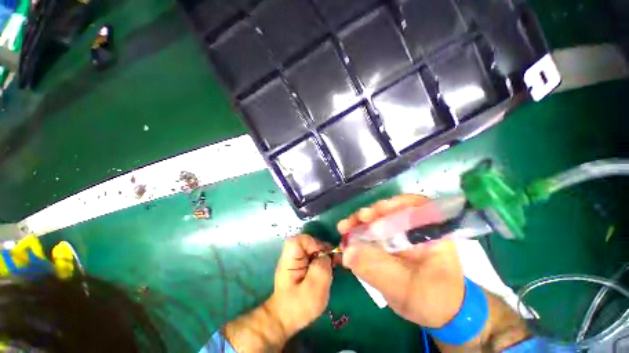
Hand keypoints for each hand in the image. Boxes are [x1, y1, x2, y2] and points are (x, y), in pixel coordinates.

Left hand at [268, 234, 333, 336]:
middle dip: (323, 250)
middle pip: (309, 242)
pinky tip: (327, 271)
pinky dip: (321, 262)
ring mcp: (296, 258)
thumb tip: (326, 255)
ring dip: (324, 256)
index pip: (301, 239)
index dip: (315, 243)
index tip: (324, 256)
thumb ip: (322, 267)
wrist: (284, 319)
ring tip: (332, 267)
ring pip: (313, 249)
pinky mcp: (300, 264)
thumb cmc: (298, 306)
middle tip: (333, 262)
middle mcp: (291, 254)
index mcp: (290, 258)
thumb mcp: (314, 288)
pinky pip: (313, 256)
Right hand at [337, 194, 464, 327]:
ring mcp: (403, 234)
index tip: (373, 213)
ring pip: (380, 220)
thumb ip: (377, 269)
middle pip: (391, 211)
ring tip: (344, 228)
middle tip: (350, 223)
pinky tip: (348, 238)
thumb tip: (347, 252)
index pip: (414, 206)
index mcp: (431, 232)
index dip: (392, 205)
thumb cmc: (432, 302)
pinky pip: (375, 232)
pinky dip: (361, 234)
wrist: (439, 316)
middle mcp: (416, 228)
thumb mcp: (406, 288)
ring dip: (361, 223)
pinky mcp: (393, 243)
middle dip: (369, 215)